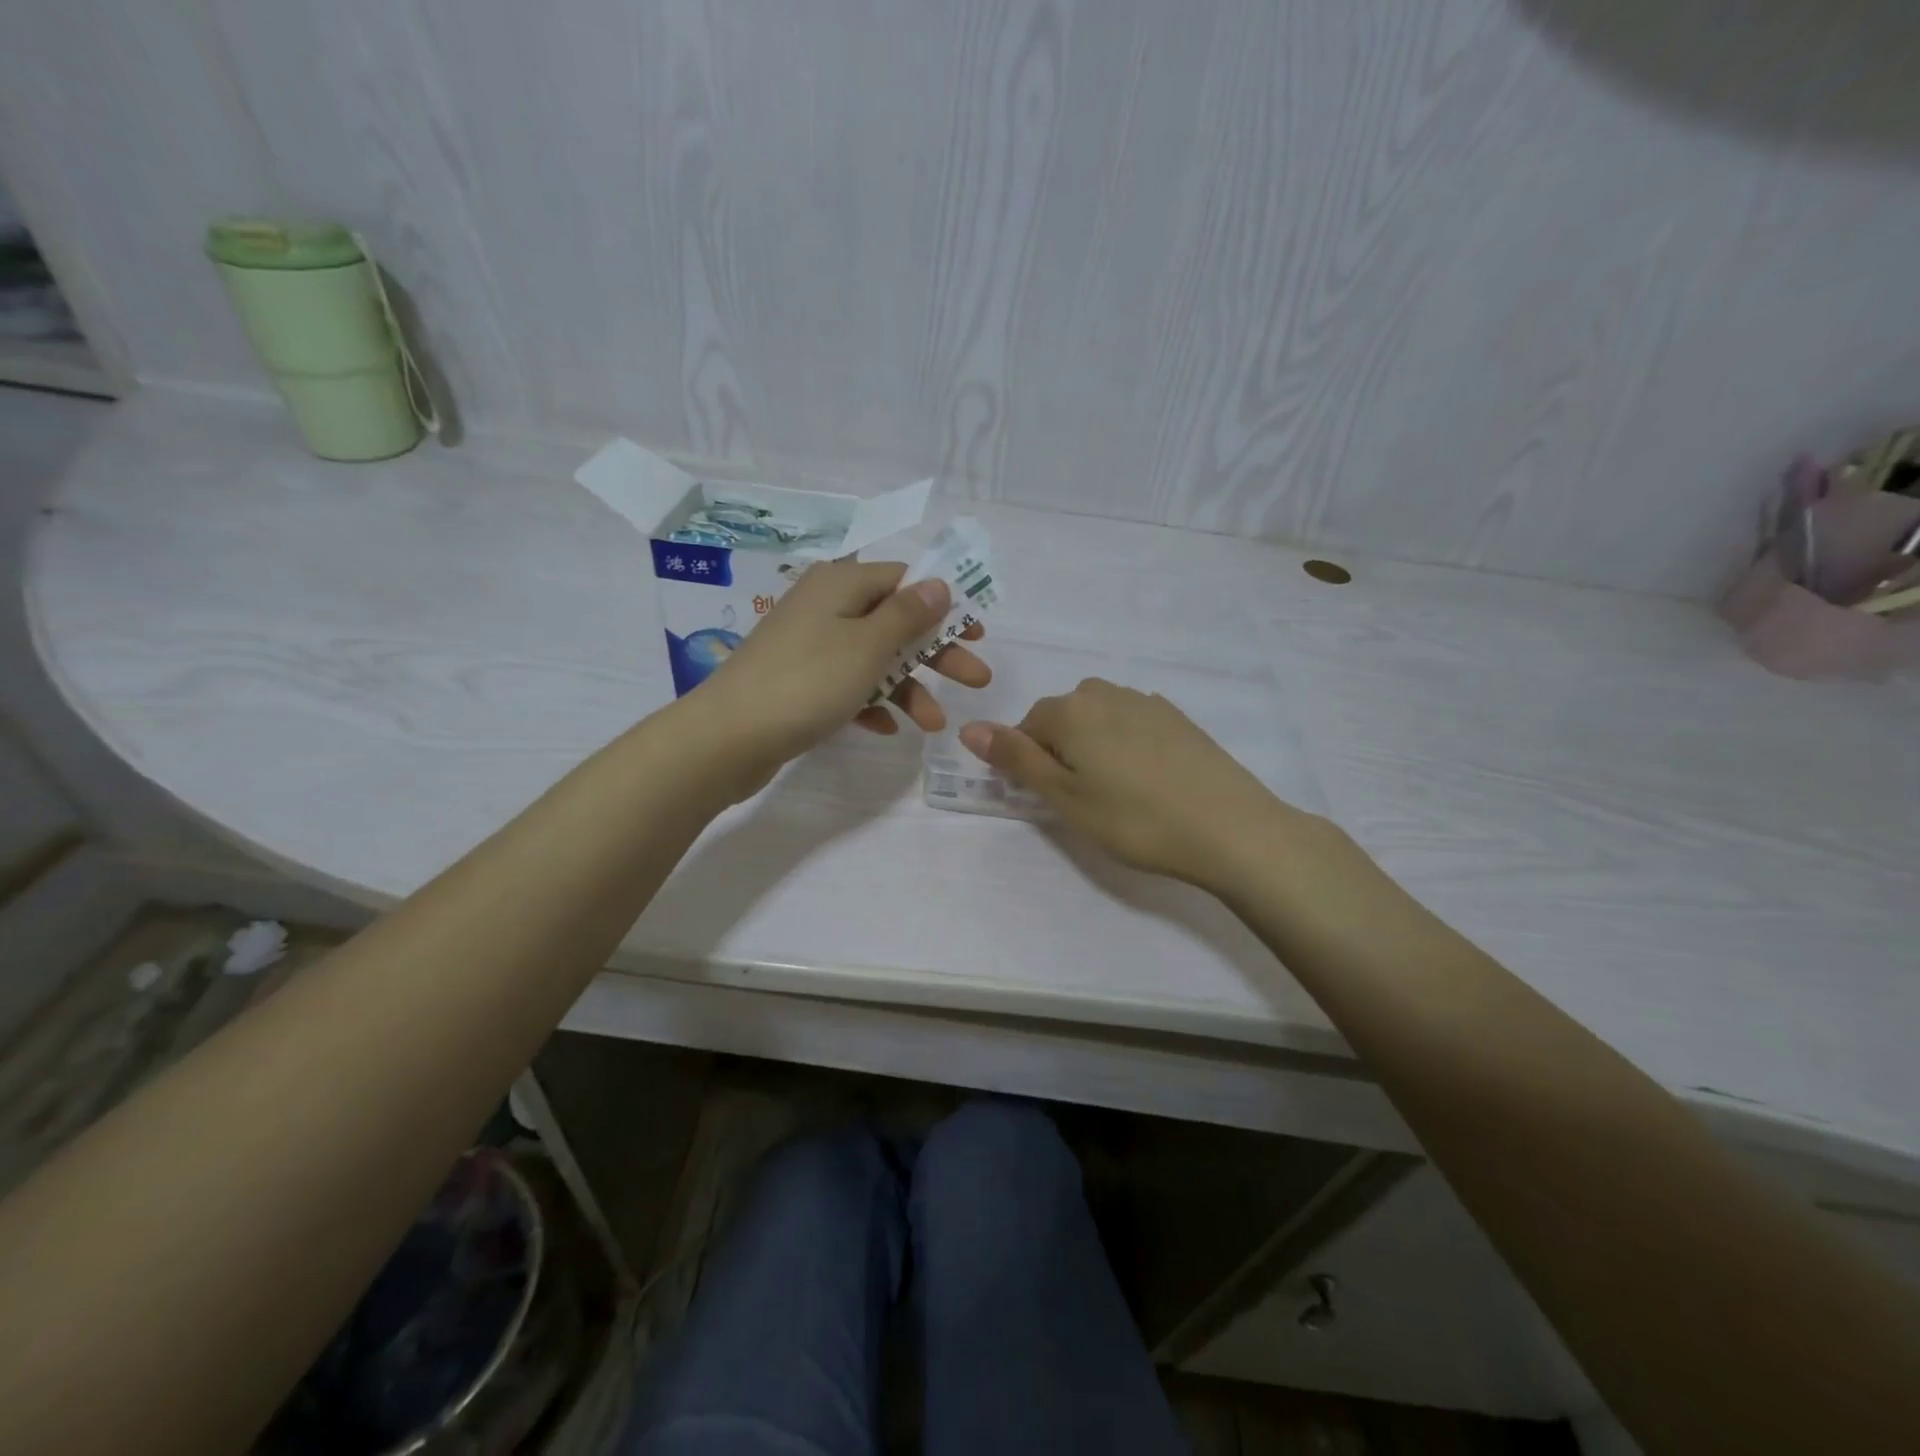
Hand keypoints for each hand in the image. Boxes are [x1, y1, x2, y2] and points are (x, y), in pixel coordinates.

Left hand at [693, 557, 989, 778]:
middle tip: (977, 681)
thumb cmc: (808, 681)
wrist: (728, 737)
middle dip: (936, 653)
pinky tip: (887, 728)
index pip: (904, 580)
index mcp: (841, 584)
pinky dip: (871, 703)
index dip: (944, 605)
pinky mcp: (799, 682)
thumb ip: (907, 614)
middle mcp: (825, 606)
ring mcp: (810, 645)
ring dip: (907, 688)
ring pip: (873, 659)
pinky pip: (847, 685)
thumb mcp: (868, 645)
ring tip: (933, 724)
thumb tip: (938, 583)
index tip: (976, 633)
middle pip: (894, 622)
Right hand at [958, 678, 1314, 889]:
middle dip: (1061, 752)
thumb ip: (1015, 759)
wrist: (1230, 827)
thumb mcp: (1064, 797)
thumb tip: (968, 727)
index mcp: (1071, 709)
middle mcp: (1105, 692)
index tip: (1053, 800)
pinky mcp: (1178, 717)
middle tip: (1084, 800)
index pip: (1026, 728)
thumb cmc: (1134, 819)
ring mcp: (1146, 701)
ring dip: (1094, 748)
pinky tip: (1149, 781)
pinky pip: (1132, 724)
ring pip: (1098, 719)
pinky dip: (1127, 746)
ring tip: (1118, 792)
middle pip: (1063, 719)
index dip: (1030, 765)